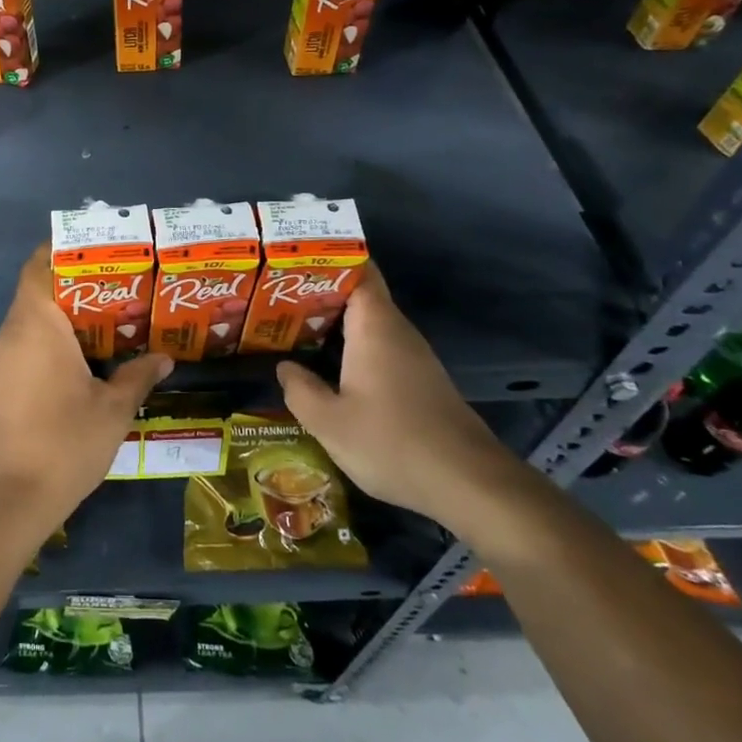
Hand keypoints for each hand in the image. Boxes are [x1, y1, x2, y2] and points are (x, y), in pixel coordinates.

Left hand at [0, 244, 172, 539]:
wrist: (14, 496)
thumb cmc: (67, 441)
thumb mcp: (114, 408)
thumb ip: (139, 375)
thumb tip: (165, 358)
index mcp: (37, 326)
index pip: (37, 268)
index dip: (58, 253)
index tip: (90, 253)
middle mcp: (10, 335)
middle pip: (33, 294)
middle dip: (69, 289)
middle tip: (110, 292)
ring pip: (25, 324)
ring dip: (56, 321)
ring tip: (96, 328)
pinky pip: (18, 349)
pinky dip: (42, 346)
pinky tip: (70, 367)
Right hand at [276, 263, 517, 525]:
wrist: (468, 483)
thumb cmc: (392, 442)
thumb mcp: (329, 422)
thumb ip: (299, 390)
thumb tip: (285, 367)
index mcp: (375, 326)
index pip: (358, 270)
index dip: (328, 258)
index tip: (292, 259)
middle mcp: (396, 331)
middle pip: (358, 295)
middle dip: (319, 292)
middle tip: (274, 296)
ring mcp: (412, 356)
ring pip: (367, 324)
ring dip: (333, 322)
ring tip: (290, 326)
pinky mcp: (419, 380)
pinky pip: (378, 347)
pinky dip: (350, 346)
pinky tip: (327, 366)